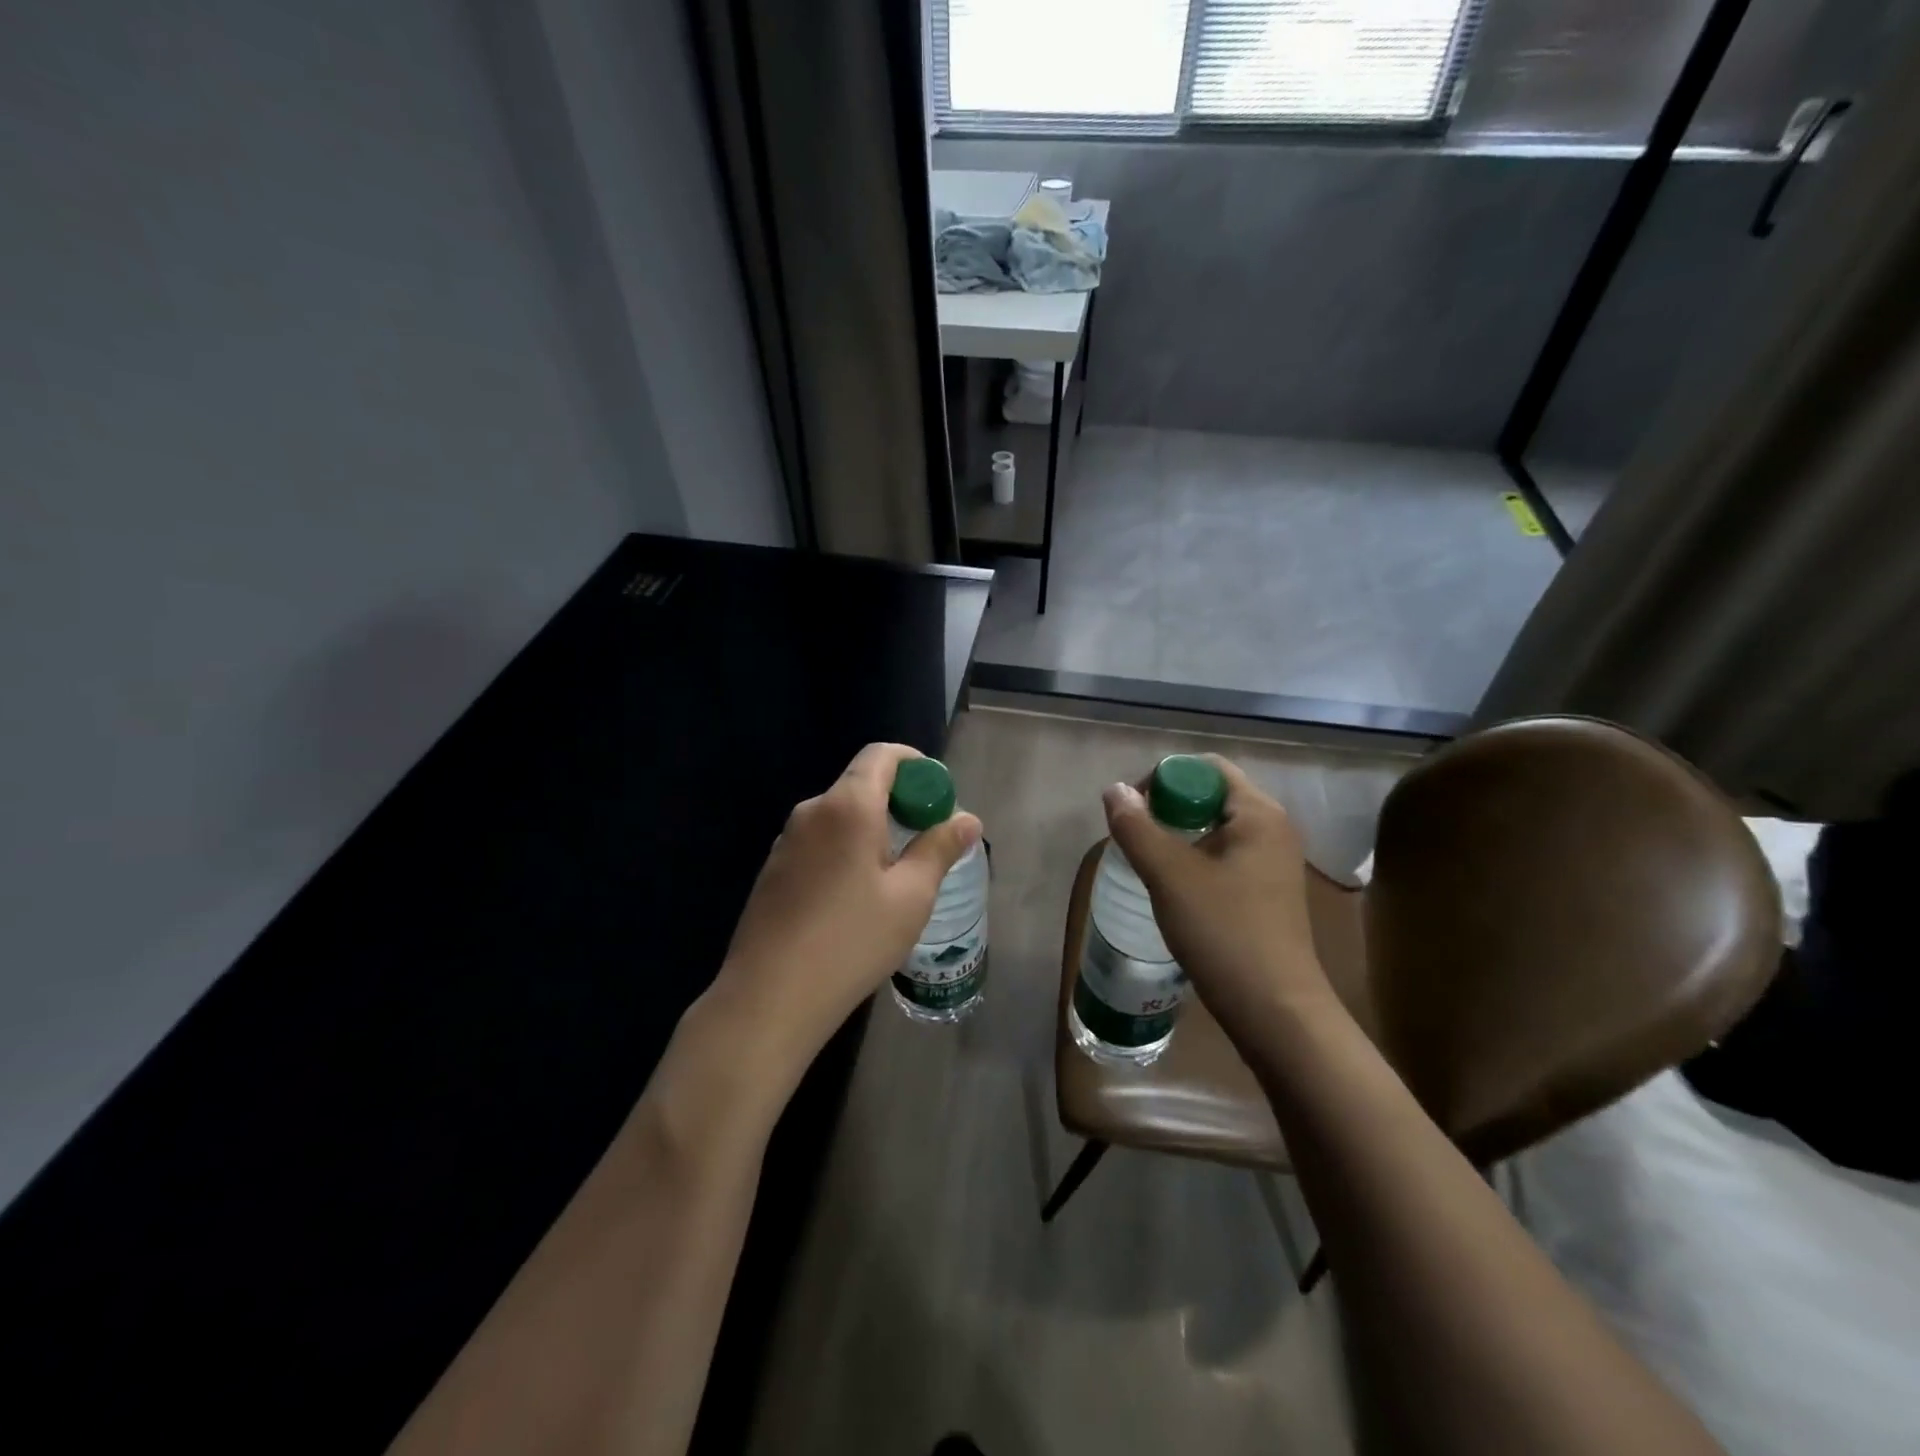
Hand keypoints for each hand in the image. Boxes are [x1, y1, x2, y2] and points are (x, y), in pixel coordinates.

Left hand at [711, 743, 981, 1076]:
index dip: (915, 764)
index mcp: (848, 806)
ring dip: (872, 830)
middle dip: (899, 802)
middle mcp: (812, 812)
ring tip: (896, 876)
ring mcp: (786, 841)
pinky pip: (820, 842)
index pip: (881, 755)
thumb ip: (939, 848)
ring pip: (840, 817)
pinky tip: (855, 898)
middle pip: (861, 785)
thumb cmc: (851, 941)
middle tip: (927, 841)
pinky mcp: (774, 870)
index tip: (937, 795)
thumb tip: (967, 819)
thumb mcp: (911, 896)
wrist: (769, 996)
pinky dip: (846, 851)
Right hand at [1102, 756, 1331, 1028]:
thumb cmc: (1224, 933)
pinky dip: (1194, 859)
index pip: (1205, 768)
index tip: (1133, 810)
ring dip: (1177, 836)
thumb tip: (1114, 790)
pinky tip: (1173, 888)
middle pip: (1210, 795)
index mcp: (1259, 814)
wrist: (1275, 1011)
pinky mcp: (1267, 892)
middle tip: (1135, 836)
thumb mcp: (1170, 876)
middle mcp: (1273, 829)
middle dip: (1167, 807)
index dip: (1163, 778)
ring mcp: (1273, 863)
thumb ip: (1137, 828)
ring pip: (1215, 828)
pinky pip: (1224, 856)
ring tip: (1148, 862)